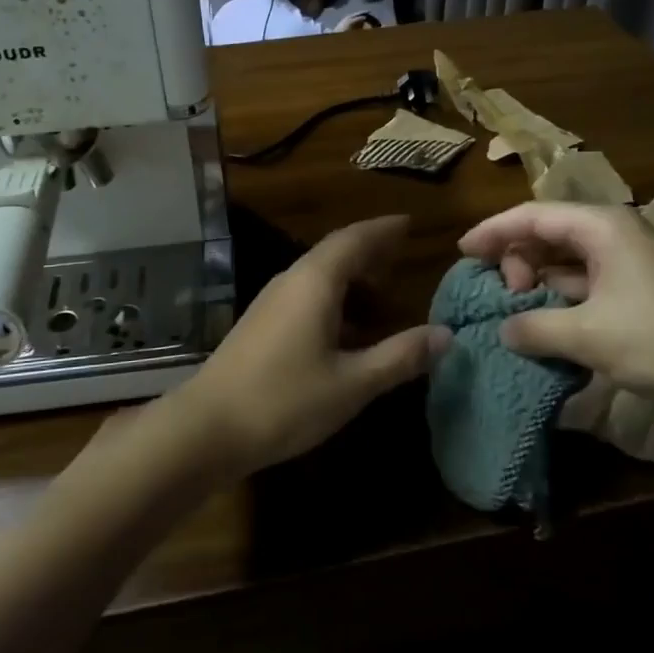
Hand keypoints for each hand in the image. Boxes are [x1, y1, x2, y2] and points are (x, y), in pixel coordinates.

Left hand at [170, 216, 449, 476]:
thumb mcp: (353, 383)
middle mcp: (291, 281)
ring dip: (351, 278)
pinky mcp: (260, 324)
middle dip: (369, 251)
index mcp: (315, 282)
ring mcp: (270, 302)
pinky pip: (305, 296)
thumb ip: (400, 356)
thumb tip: (446, 335)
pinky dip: (333, 300)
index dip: (383, 230)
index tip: (409, 224)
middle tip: (401, 256)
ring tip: (382, 295)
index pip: (354, 239)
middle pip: (335, 252)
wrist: (207, 428)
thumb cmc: (285, 401)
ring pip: (318, 275)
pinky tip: (345, 331)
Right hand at [457, 203, 653, 422]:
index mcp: (601, 227)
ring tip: (515, 316)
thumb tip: (502, 330)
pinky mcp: (640, 294)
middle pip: (548, 235)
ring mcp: (629, 266)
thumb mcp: (590, 336)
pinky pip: (586, 288)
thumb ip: (535, 328)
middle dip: (516, 261)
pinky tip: (547, 331)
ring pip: (567, 265)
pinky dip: (562, 304)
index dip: (493, 231)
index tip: (462, 252)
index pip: (532, 215)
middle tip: (503, 298)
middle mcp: (613, 236)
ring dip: (538, 286)